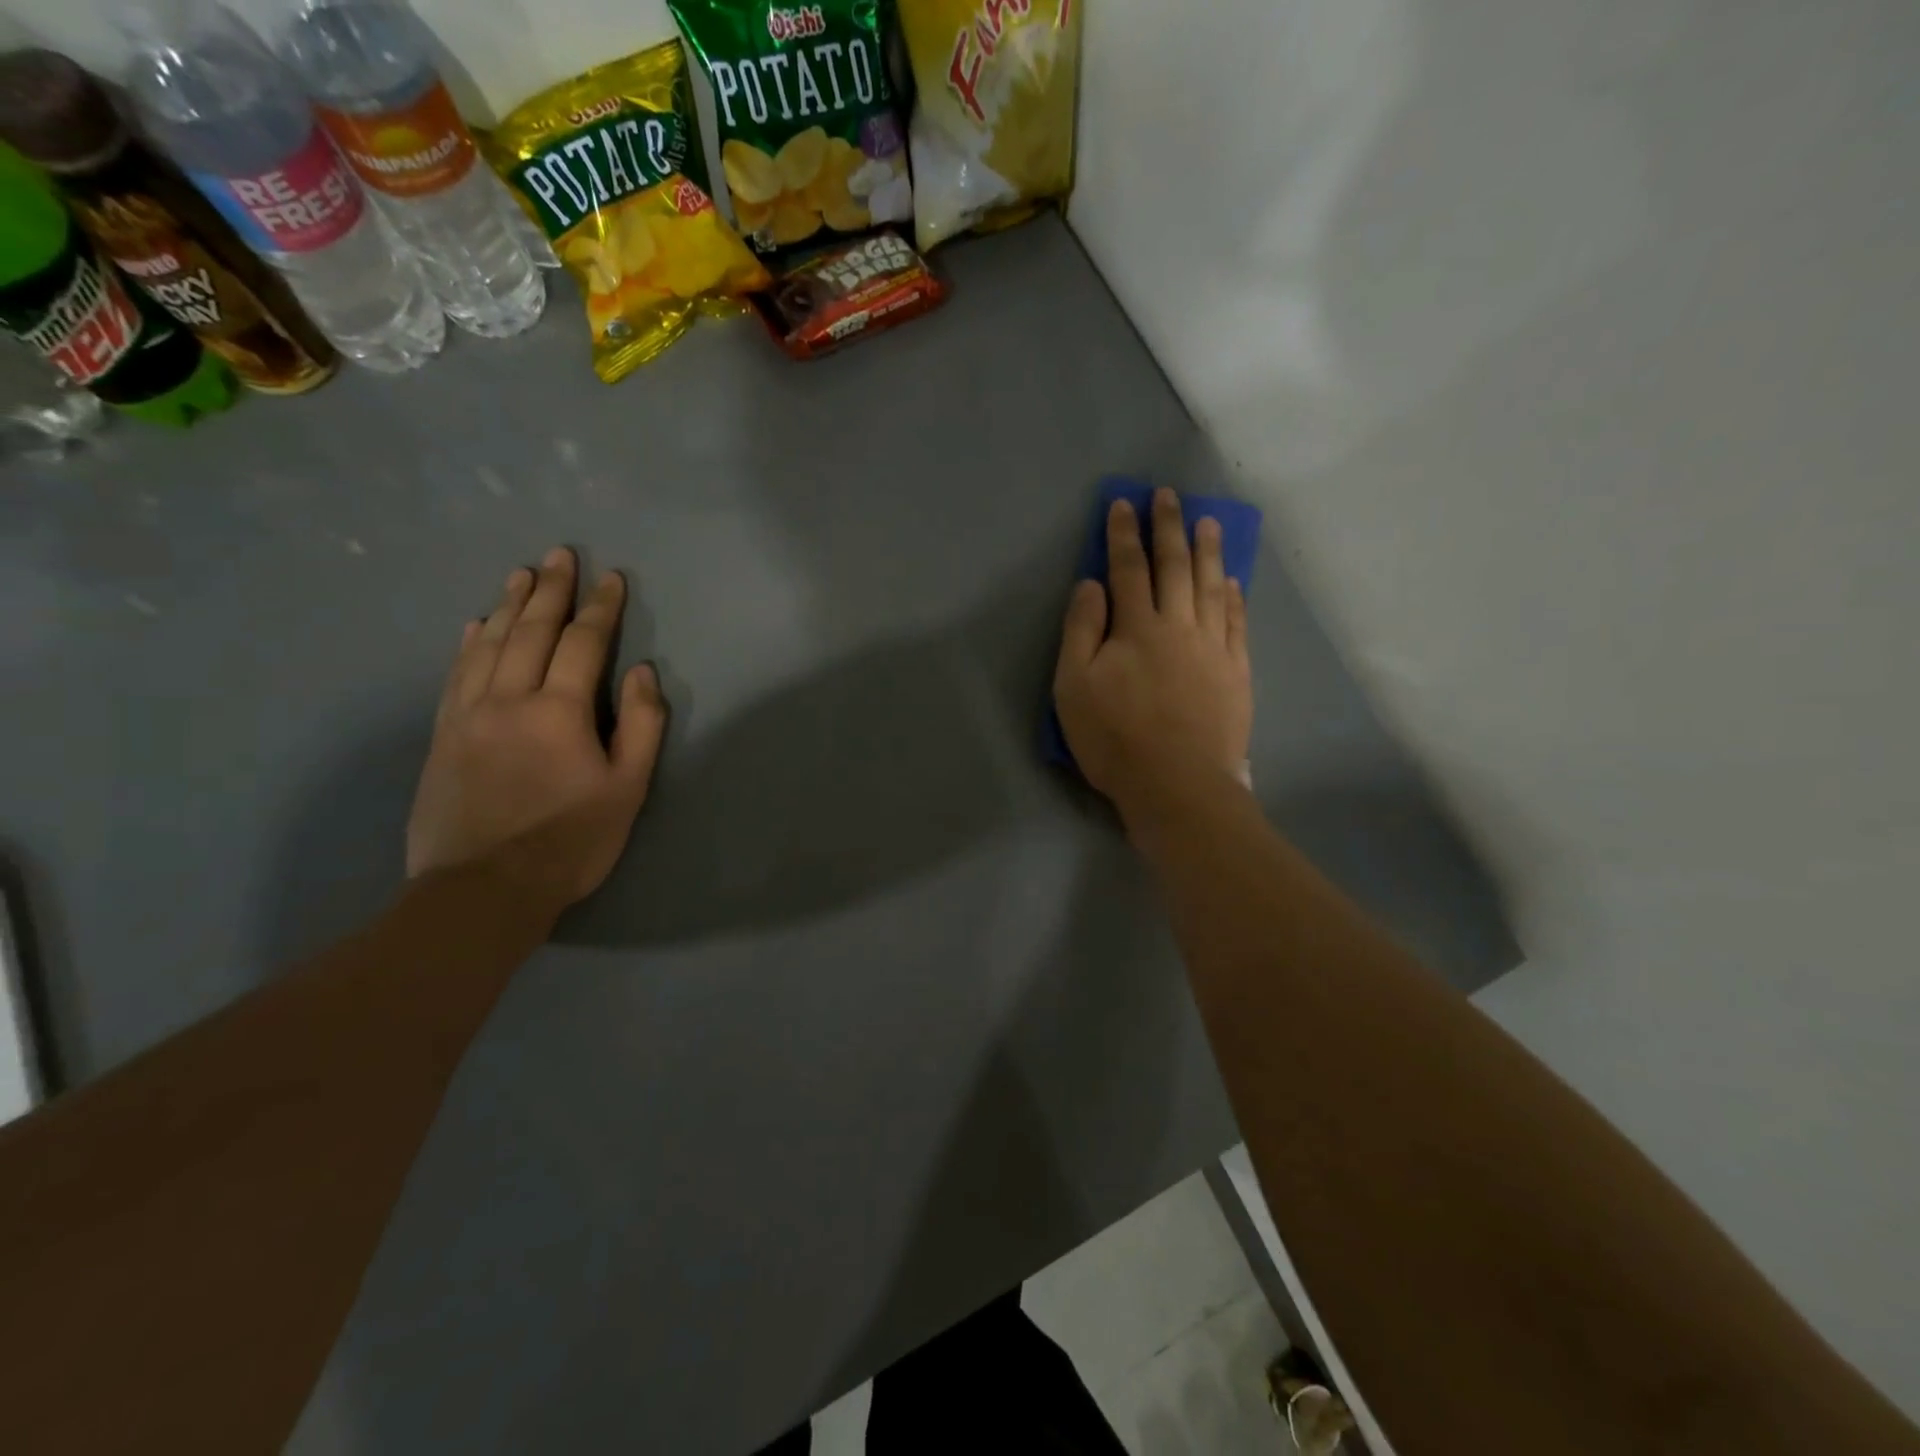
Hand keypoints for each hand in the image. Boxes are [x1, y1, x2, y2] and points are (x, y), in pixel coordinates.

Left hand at [407, 547, 666, 916]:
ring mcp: (468, 714)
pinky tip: (474, 625)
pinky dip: (468, 643)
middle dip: (550, 589)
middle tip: (560, 554)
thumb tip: (642, 672)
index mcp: (559, 711)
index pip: (583, 643)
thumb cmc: (571, 841)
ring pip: (488, 644)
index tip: (612, 579)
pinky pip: (456, 673)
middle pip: (530, 630)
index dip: (601, 608)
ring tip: (520, 574)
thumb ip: (640, 726)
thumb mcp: (626, 788)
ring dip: (507, 605)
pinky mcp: (443, 735)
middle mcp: (508, 699)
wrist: (484, 889)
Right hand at [1053, 489, 1252, 815]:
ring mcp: (1213, 647)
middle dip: (1168, 528)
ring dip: (1207, 551)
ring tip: (1209, 522)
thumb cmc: (1115, 739)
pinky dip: (1232, 596)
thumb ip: (1081, 632)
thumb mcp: (1074, 688)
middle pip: (1174, 567)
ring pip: (1210, 587)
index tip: (1123, 503)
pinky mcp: (1235, 672)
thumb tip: (1091, 585)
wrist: (1178, 784)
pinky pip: (1236, 622)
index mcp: (1136, 628)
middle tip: (1169, 496)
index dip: (1123, 535)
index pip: (1127, 569)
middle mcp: (1178, 626)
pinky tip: (1231, 580)